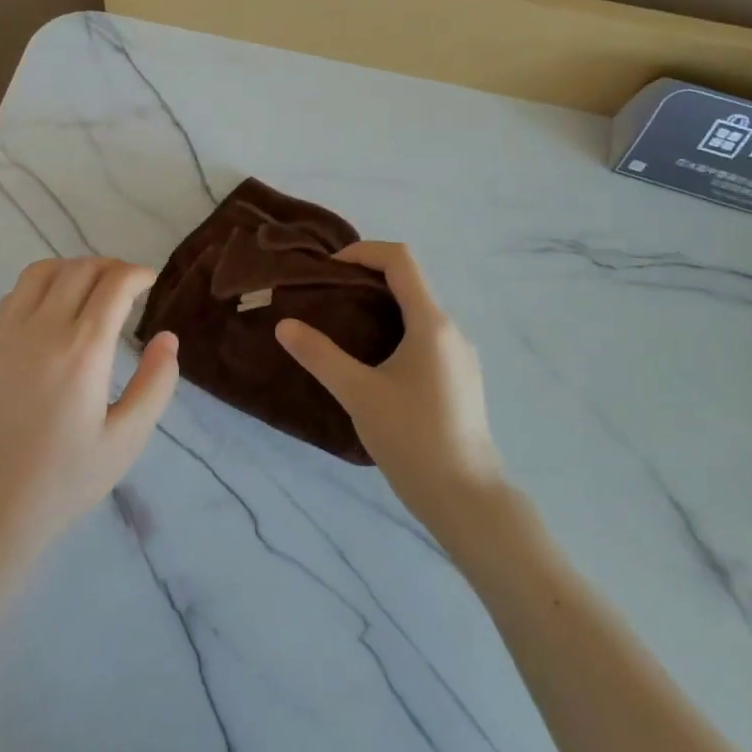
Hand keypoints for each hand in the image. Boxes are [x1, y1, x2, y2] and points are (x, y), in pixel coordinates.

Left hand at [0, 257, 178, 567]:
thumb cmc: (64, 480)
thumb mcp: (126, 440)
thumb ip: (155, 384)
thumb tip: (167, 338)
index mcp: (82, 350)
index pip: (114, 284)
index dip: (137, 274)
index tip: (150, 280)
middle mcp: (42, 328)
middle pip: (80, 269)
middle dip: (110, 267)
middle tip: (127, 285)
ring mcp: (6, 334)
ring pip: (42, 272)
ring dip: (73, 268)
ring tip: (89, 288)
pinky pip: (14, 295)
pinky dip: (40, 286)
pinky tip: (50, 310)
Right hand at [275, 242, 505, 531]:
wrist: (467, 498)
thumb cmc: (412, 439)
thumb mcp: (358, 394)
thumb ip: (320, 355)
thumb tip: (285, 326)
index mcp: (431, 323)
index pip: (400, 260)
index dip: (363, 252)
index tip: (329, 270)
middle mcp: (452, 330)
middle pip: (410, 282)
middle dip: (367, 279)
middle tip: (328, 298)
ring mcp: (460, 355)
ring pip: (419, 311)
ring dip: (382, 306)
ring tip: (344, 328)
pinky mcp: (461, 378)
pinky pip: (427, 336)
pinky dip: (397, 330)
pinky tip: (374, 362)